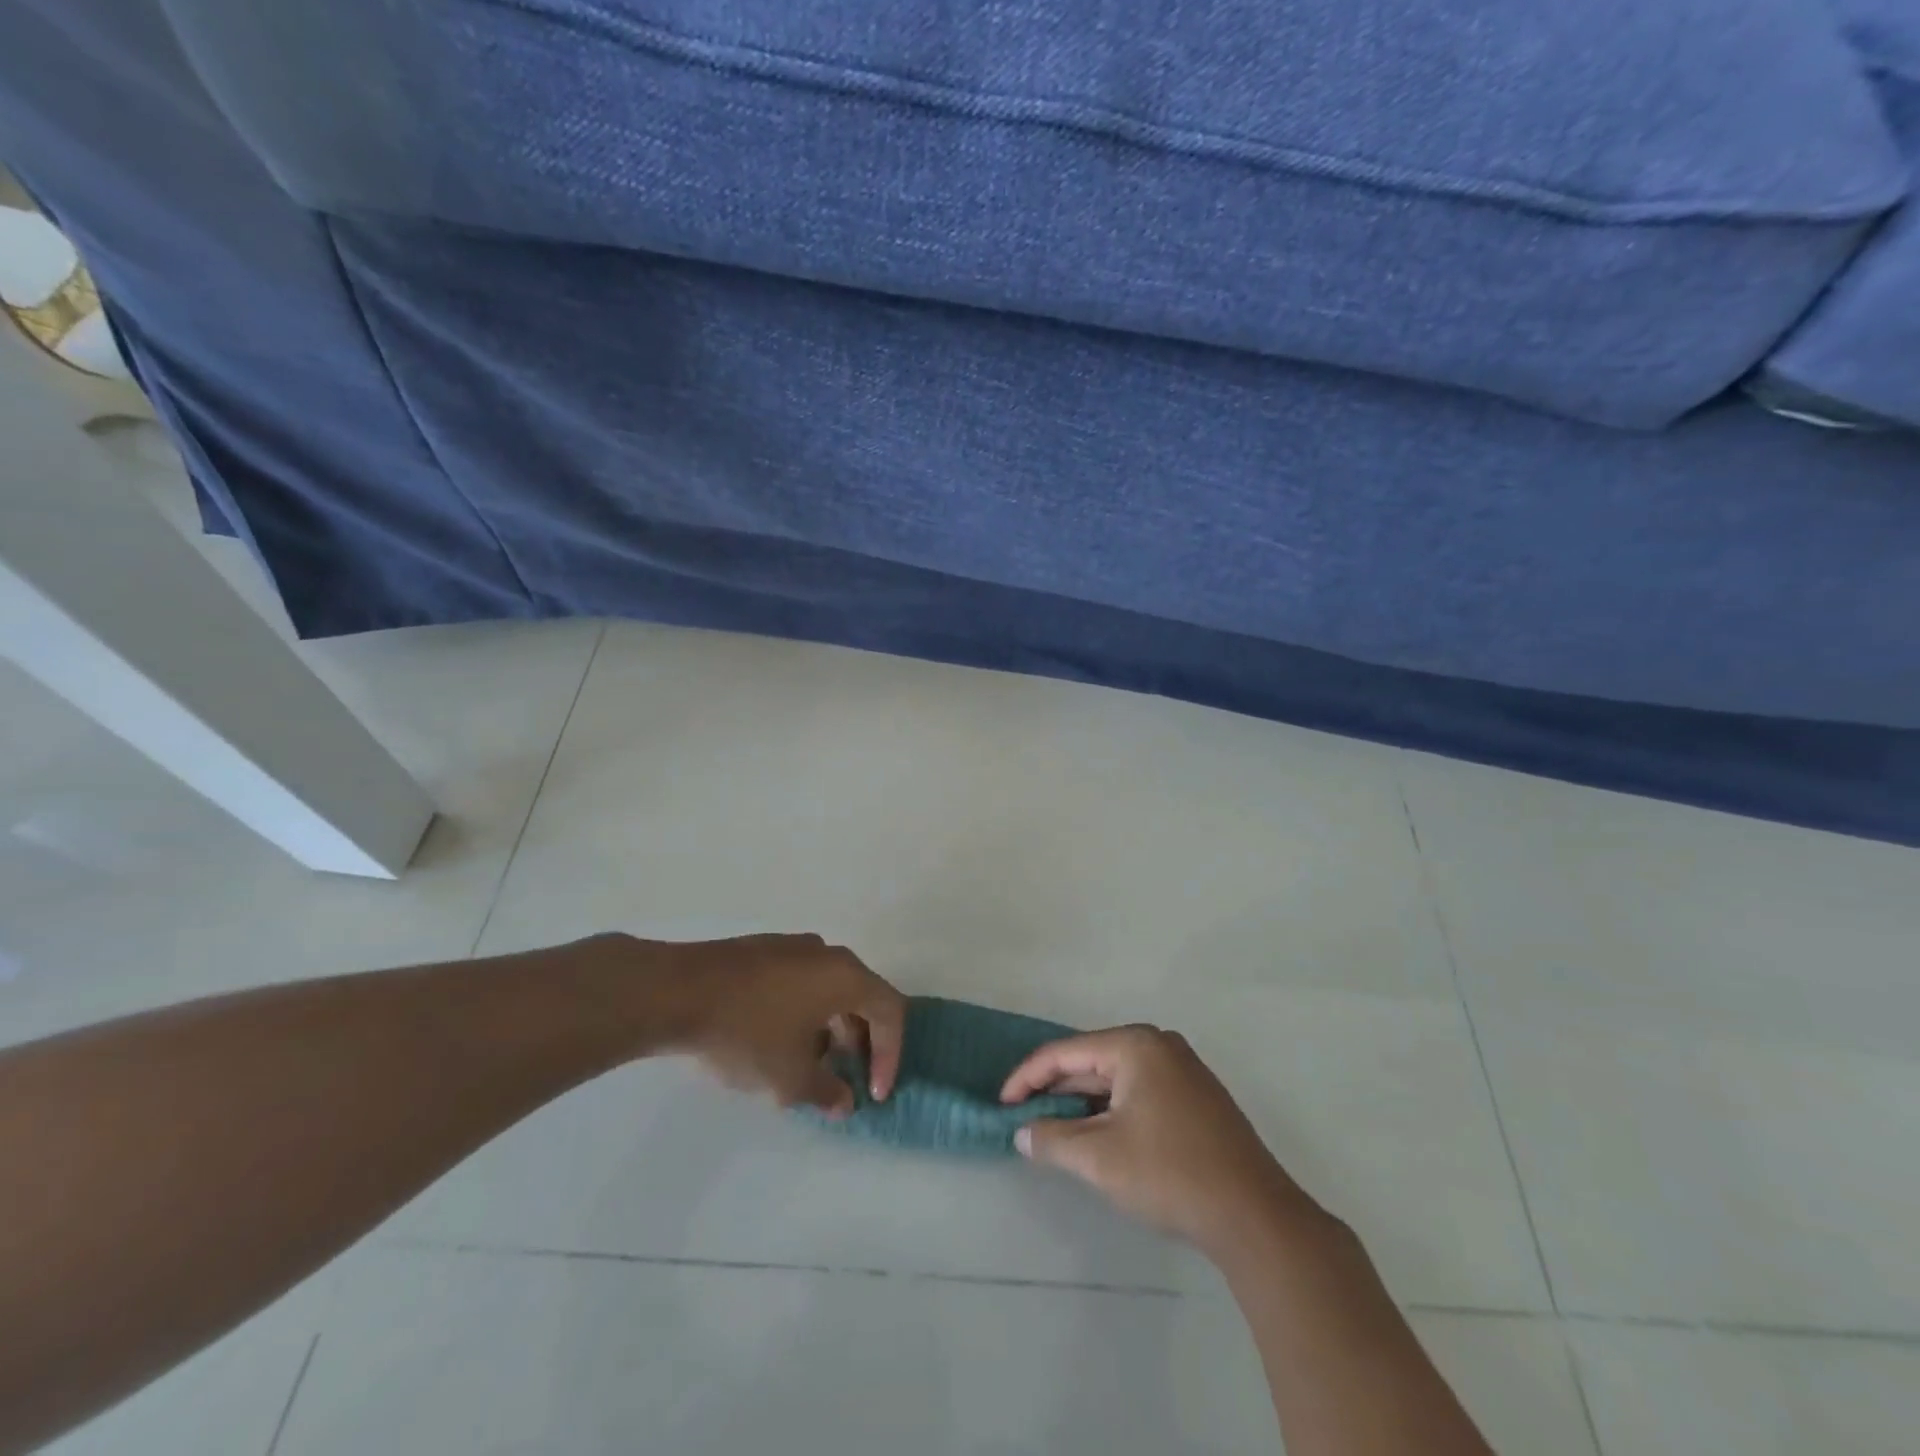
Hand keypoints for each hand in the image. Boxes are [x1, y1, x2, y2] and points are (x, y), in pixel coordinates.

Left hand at [659, 933, 904, 1116]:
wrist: (675, 992)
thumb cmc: (746, 1032)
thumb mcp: (789, 1078)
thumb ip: (826, 1091)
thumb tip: (844, 1101)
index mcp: (845, 975)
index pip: (890, 1011)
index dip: (890, 1055)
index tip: (873, 1093)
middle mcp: (826, 953)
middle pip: (861, 995)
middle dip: (861, 1041)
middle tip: (848, 1077)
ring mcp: (791, 946)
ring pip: (828, 988)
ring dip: (831, 1027)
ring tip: (810, 1064)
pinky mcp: (760, 950)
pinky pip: (799, 981)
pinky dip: (804, 1011)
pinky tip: (776, 1040)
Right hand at [1001, 1025, 1313, 1257]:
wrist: (1255, 1217)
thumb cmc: (1170, 1174)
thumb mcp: (1099, 1157)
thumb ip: (1053, 1139)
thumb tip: (1022, 1132)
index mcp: (1135, 1045)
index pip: (1065, 1052)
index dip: (1028, 1078)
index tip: (1002, 1105)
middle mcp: (1159, 1045)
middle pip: (1091, 1061)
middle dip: (1055, 1090)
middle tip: (1024, 1118)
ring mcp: (1183, 1070)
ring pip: (1116, 1079)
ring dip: (1083, 1103)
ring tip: (1053, 1129)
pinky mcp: (1196, 1098)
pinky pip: (1139, 1092)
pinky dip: (1111, 1110)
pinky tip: (1098, 1135)